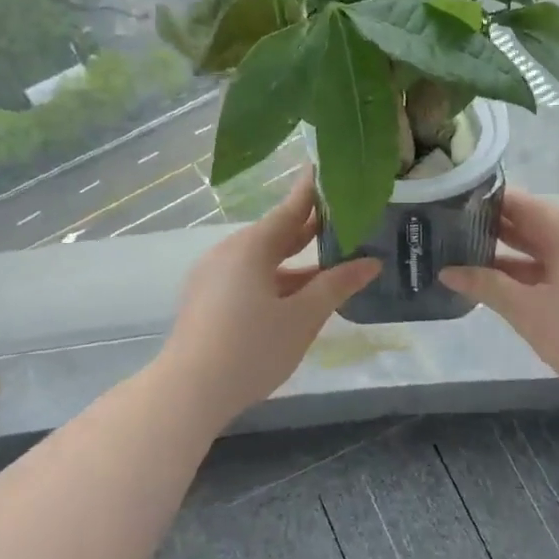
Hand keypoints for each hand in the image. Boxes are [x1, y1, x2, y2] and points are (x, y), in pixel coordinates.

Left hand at [158, 171, 378, 421]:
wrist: (188, 391)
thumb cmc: (251, 349)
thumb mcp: (302, 317)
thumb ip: (336, 285)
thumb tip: (370, 262)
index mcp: (251, 246)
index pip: (290, 208)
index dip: (312, 190)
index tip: (328, 167)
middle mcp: (229, 252)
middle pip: (275, 232)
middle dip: (309, 227)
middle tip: (344, 215)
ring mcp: (214, 275)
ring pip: (262, 258)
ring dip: (295, 259)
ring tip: (330, 257)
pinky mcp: (207, 298)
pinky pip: (248, 276)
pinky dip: (276, 277)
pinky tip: (297, 292)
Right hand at [441, 189, 558, 399]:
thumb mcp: (529, 310)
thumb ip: (487, 287)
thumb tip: (448, 271)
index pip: (517, 203)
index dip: (482, 204)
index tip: (446, 209)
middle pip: (530, 225)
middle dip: (491, 232)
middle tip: (447, 236)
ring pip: (542, 252)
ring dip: (508, 259)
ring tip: (464, 262)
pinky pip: (555, 271)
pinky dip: (529, 277)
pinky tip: (501, 290)